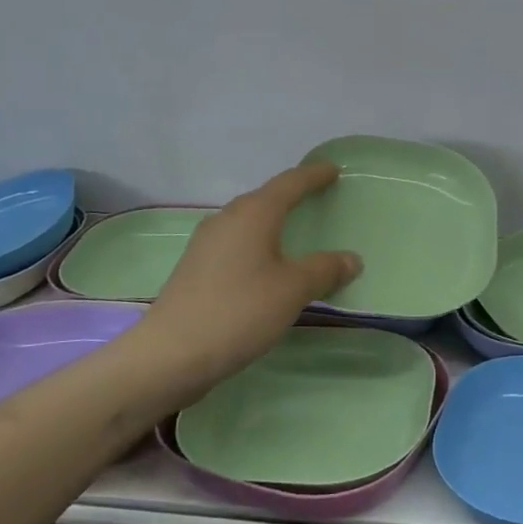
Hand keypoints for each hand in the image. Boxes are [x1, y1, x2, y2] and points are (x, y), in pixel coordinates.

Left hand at [142, 164, 361, 385]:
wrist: (171, 355)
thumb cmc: (239, 311)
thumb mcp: (292, 290)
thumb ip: (324, 270)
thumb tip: (351, 258)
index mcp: (253, 214)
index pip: (289, 183)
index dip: (313, 175)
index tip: (333, 169)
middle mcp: (226, 219)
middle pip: (264, 199)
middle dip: (291, 196)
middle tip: (316, 198)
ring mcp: (205, 244)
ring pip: (247, 222)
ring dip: (271, 222)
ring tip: (293, 231)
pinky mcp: (195, 269)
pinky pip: (235, 244)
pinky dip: (257, 245)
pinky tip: (264, 265)